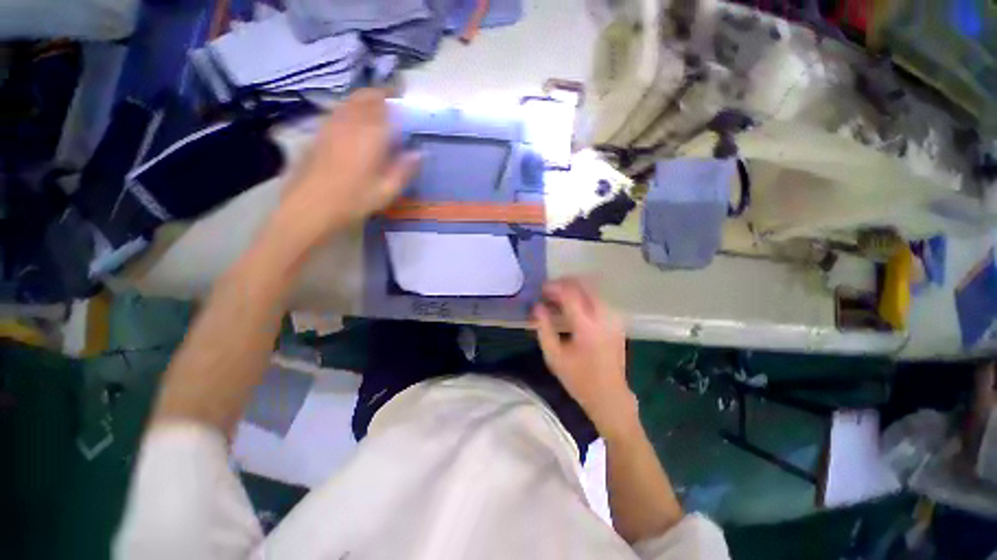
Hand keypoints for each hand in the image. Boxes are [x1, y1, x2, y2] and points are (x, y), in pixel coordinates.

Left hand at [277, 88, 418, 247]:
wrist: (310, 206)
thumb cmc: (353, 200)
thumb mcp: (387, 191)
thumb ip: (405, 169)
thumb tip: (419, 153)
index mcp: (371, 135)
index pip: (388, 106)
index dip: (400, 101)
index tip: (410, 103)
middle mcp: (351, 121)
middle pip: (368, 96)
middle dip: (383, 95)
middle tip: (396, 103)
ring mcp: (332, 124)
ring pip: (352, 100)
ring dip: (367, 99)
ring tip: (378, 109)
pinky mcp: (320, 131)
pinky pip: (340, 110)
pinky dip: (352, 108)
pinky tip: (356, 122)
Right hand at [533, 278, 636, 435]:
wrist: (610, 396)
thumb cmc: (578, 379)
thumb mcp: (554, 356)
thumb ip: (543, 328)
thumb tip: (536, 306)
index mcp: (587, 326)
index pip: (570, 294)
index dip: (554, 288)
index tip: (541, 290)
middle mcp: (604, 317)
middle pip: (584, 286)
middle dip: (565, 283)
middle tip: (549, 291)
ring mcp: (614, 318)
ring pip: (593, 290)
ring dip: (574, 289)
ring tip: (558, 298)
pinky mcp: (617, 322)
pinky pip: (599, 299)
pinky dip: (584, 296)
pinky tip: (573, 307)